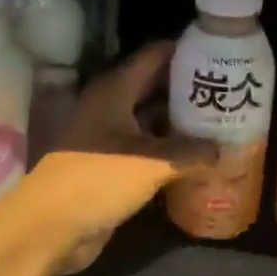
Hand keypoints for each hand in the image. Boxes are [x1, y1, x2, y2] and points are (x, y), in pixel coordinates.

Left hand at [0, 42, 214, 274]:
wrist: (51, 225)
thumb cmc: (99, 178)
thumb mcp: (151, 162)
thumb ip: (190, 152)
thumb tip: (223, 150)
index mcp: (115, 90)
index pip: (153, 56)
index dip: (183, 50)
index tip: (216, 51)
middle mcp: (111, 105)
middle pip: (153, 85)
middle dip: (186, 85)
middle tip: (225, 87)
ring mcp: (108, 135)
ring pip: (149, 117)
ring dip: (178, 118)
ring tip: (218, 118)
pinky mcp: (110, 163)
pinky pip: (145, 146)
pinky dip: (168, 146)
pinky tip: (195, 153)